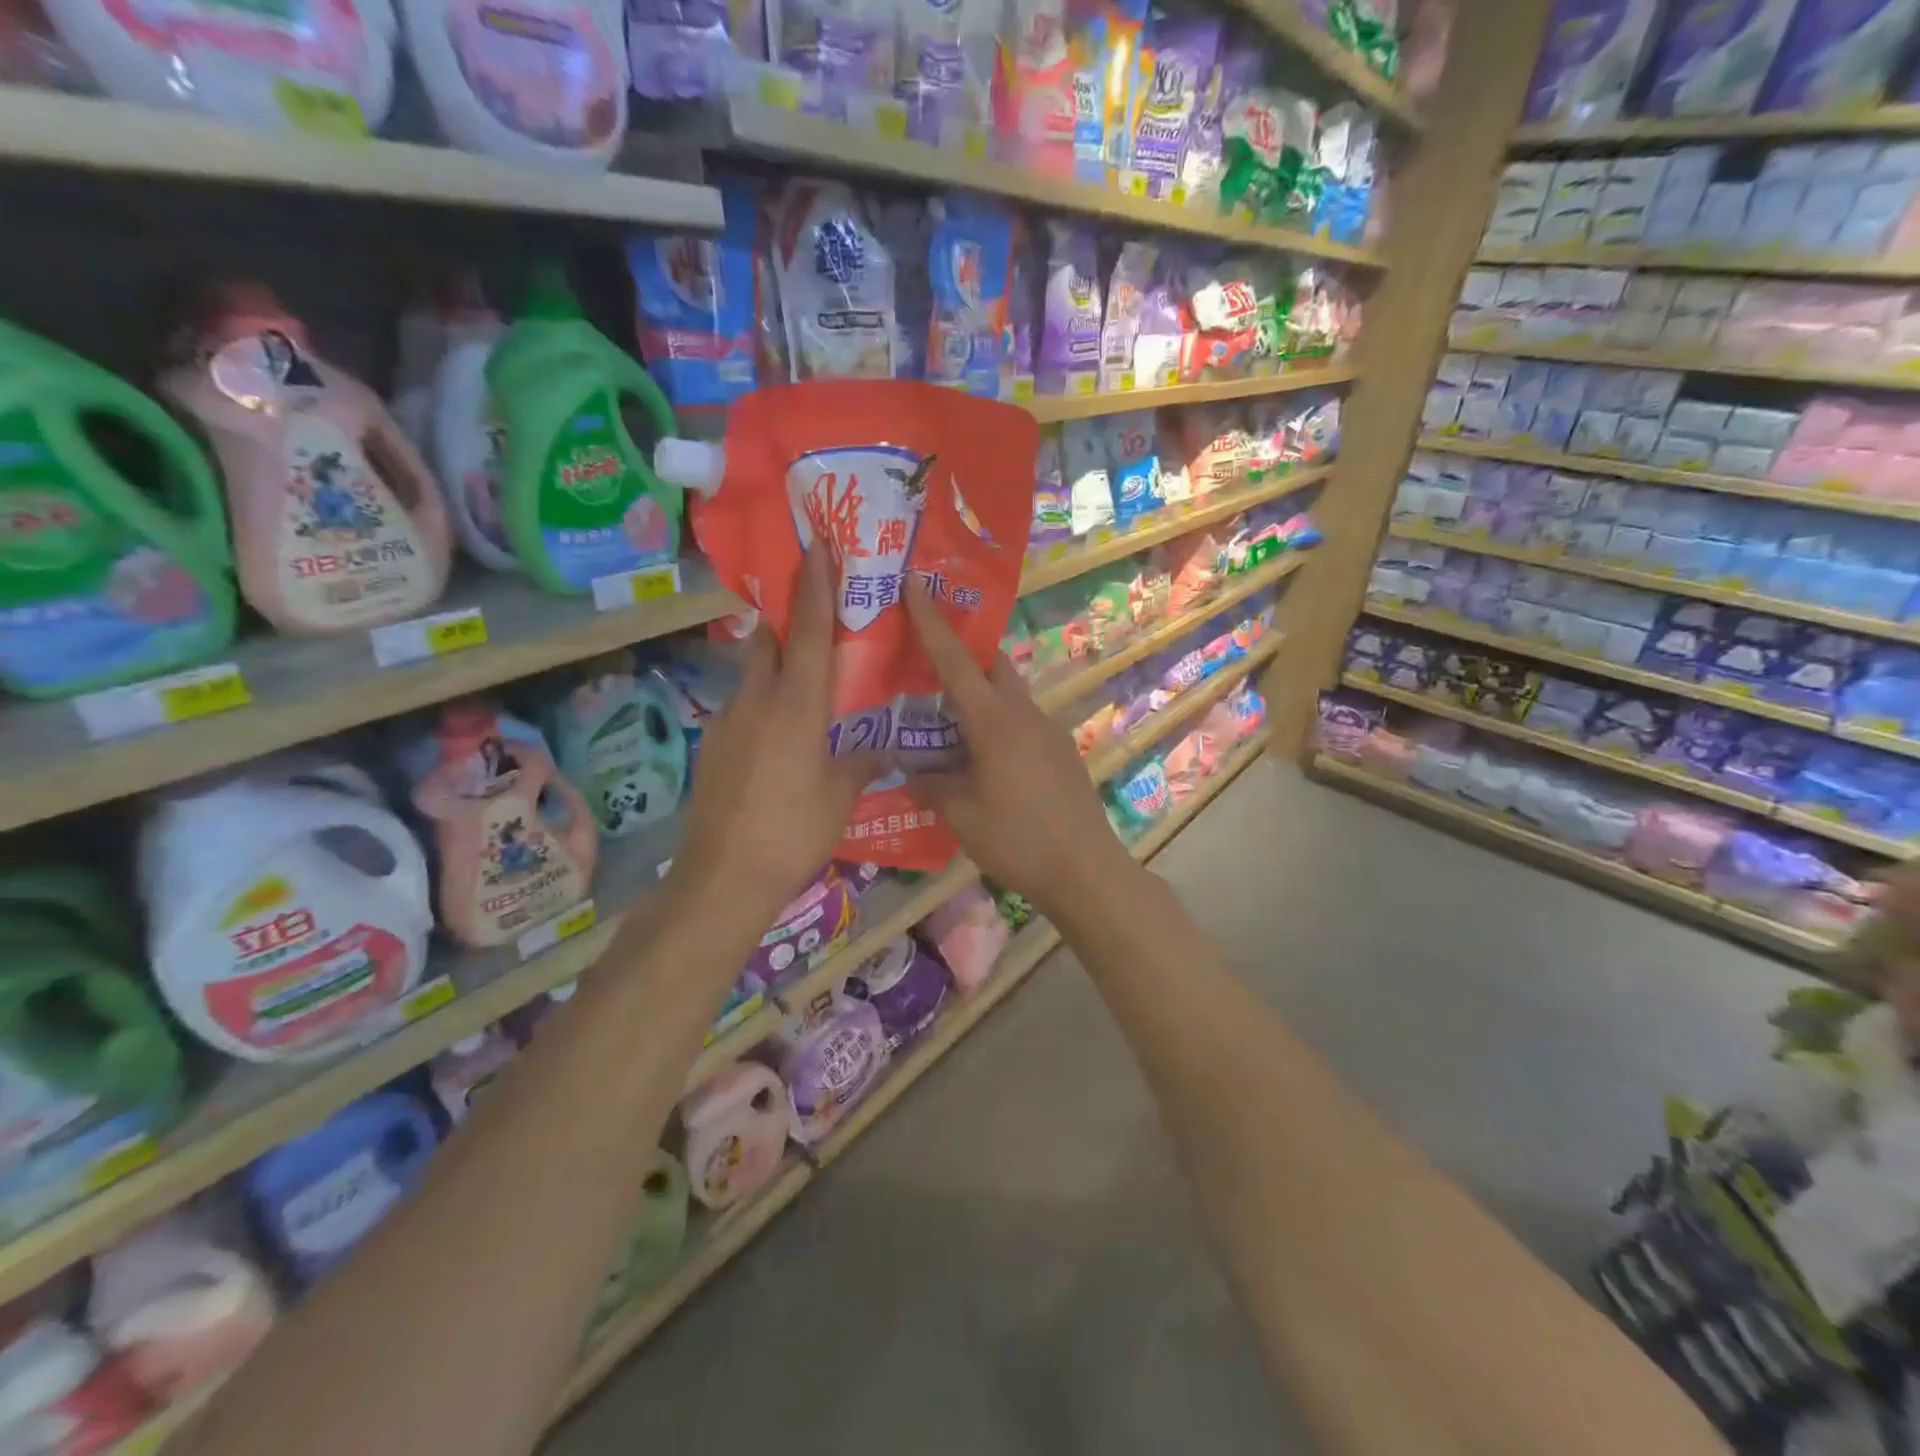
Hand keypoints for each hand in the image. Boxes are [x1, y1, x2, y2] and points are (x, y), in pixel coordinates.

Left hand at [666, 542, 880, 931]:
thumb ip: (862, 761)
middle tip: (816, 620)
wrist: (723, 876)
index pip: (809, 631)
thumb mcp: (840, 796)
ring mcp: (727, 721)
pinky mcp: (712, 746)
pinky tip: (778, 739)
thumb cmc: (793, 831)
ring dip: (776, 667)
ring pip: (753, 675)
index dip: (815, 585)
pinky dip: (763, 705)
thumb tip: (883, 746)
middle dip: (790, 622)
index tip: (816, 545)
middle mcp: (757, 700)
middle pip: (770, 642)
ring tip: (804, 689)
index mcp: (796, 705)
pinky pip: (742, 708)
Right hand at [904, 579, 1137, 917]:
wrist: (1086, 870)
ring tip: (948, 718)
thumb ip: (931, 786)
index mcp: (994, 721)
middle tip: (929, 658)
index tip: (916, 582)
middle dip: (963, 652)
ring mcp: (1048, 731)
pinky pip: (1021, 722)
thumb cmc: (1018, 839)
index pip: (956, 660)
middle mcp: (1024, 714)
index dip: (932, 621)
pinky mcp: (1061, 753)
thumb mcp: (961, 815)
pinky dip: (997, 724)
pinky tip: (982, 758)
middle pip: (992, 665)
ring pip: (1008, 695)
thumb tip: (912, 774)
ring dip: (980, 695)